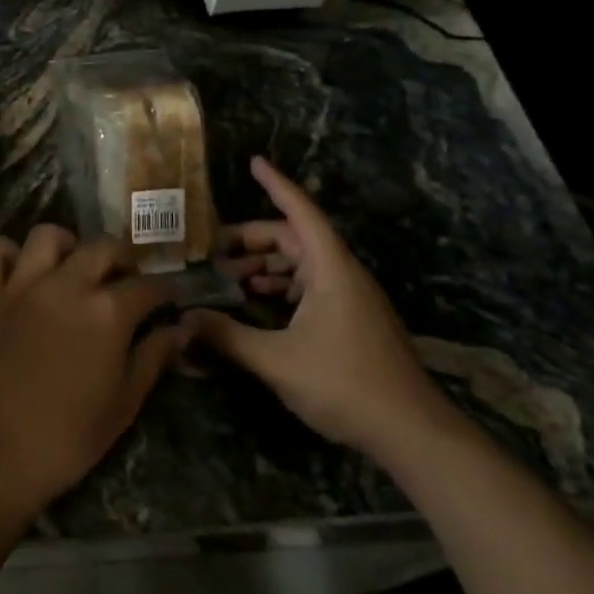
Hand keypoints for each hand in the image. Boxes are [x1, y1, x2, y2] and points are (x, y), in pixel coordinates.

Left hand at [0, 225, 184, 520]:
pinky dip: (5, 253)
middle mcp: (66, 284)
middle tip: (125, 280)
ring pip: (47, 236)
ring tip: (72, 267)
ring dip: (67, 245)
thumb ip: (152, 359)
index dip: (164, 291)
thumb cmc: (65, 439)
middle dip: (122, 258)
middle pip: (103, 247)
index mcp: (107, 312)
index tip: (169, 299)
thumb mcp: (122, 406)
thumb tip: (179, 330)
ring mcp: (21, 285)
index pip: (148, 287)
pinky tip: (18, 270)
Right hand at [185, 157, 451, 457]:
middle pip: (294, 239)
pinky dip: (281, 288)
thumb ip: (227, 336)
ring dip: (265, 267)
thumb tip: (183, 319)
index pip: (300, 212)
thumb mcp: (276, 360)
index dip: (276, 185)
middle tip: (211, 251)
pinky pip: (310, 288)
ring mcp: (350, 298)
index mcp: (330, 268)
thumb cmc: (344, 383)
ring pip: (301, 265)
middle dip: (252, 241)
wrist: (411, 431)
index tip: (253, 162)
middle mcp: (342, 274)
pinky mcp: (352, 320)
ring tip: (227, 280)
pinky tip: (257, 305)